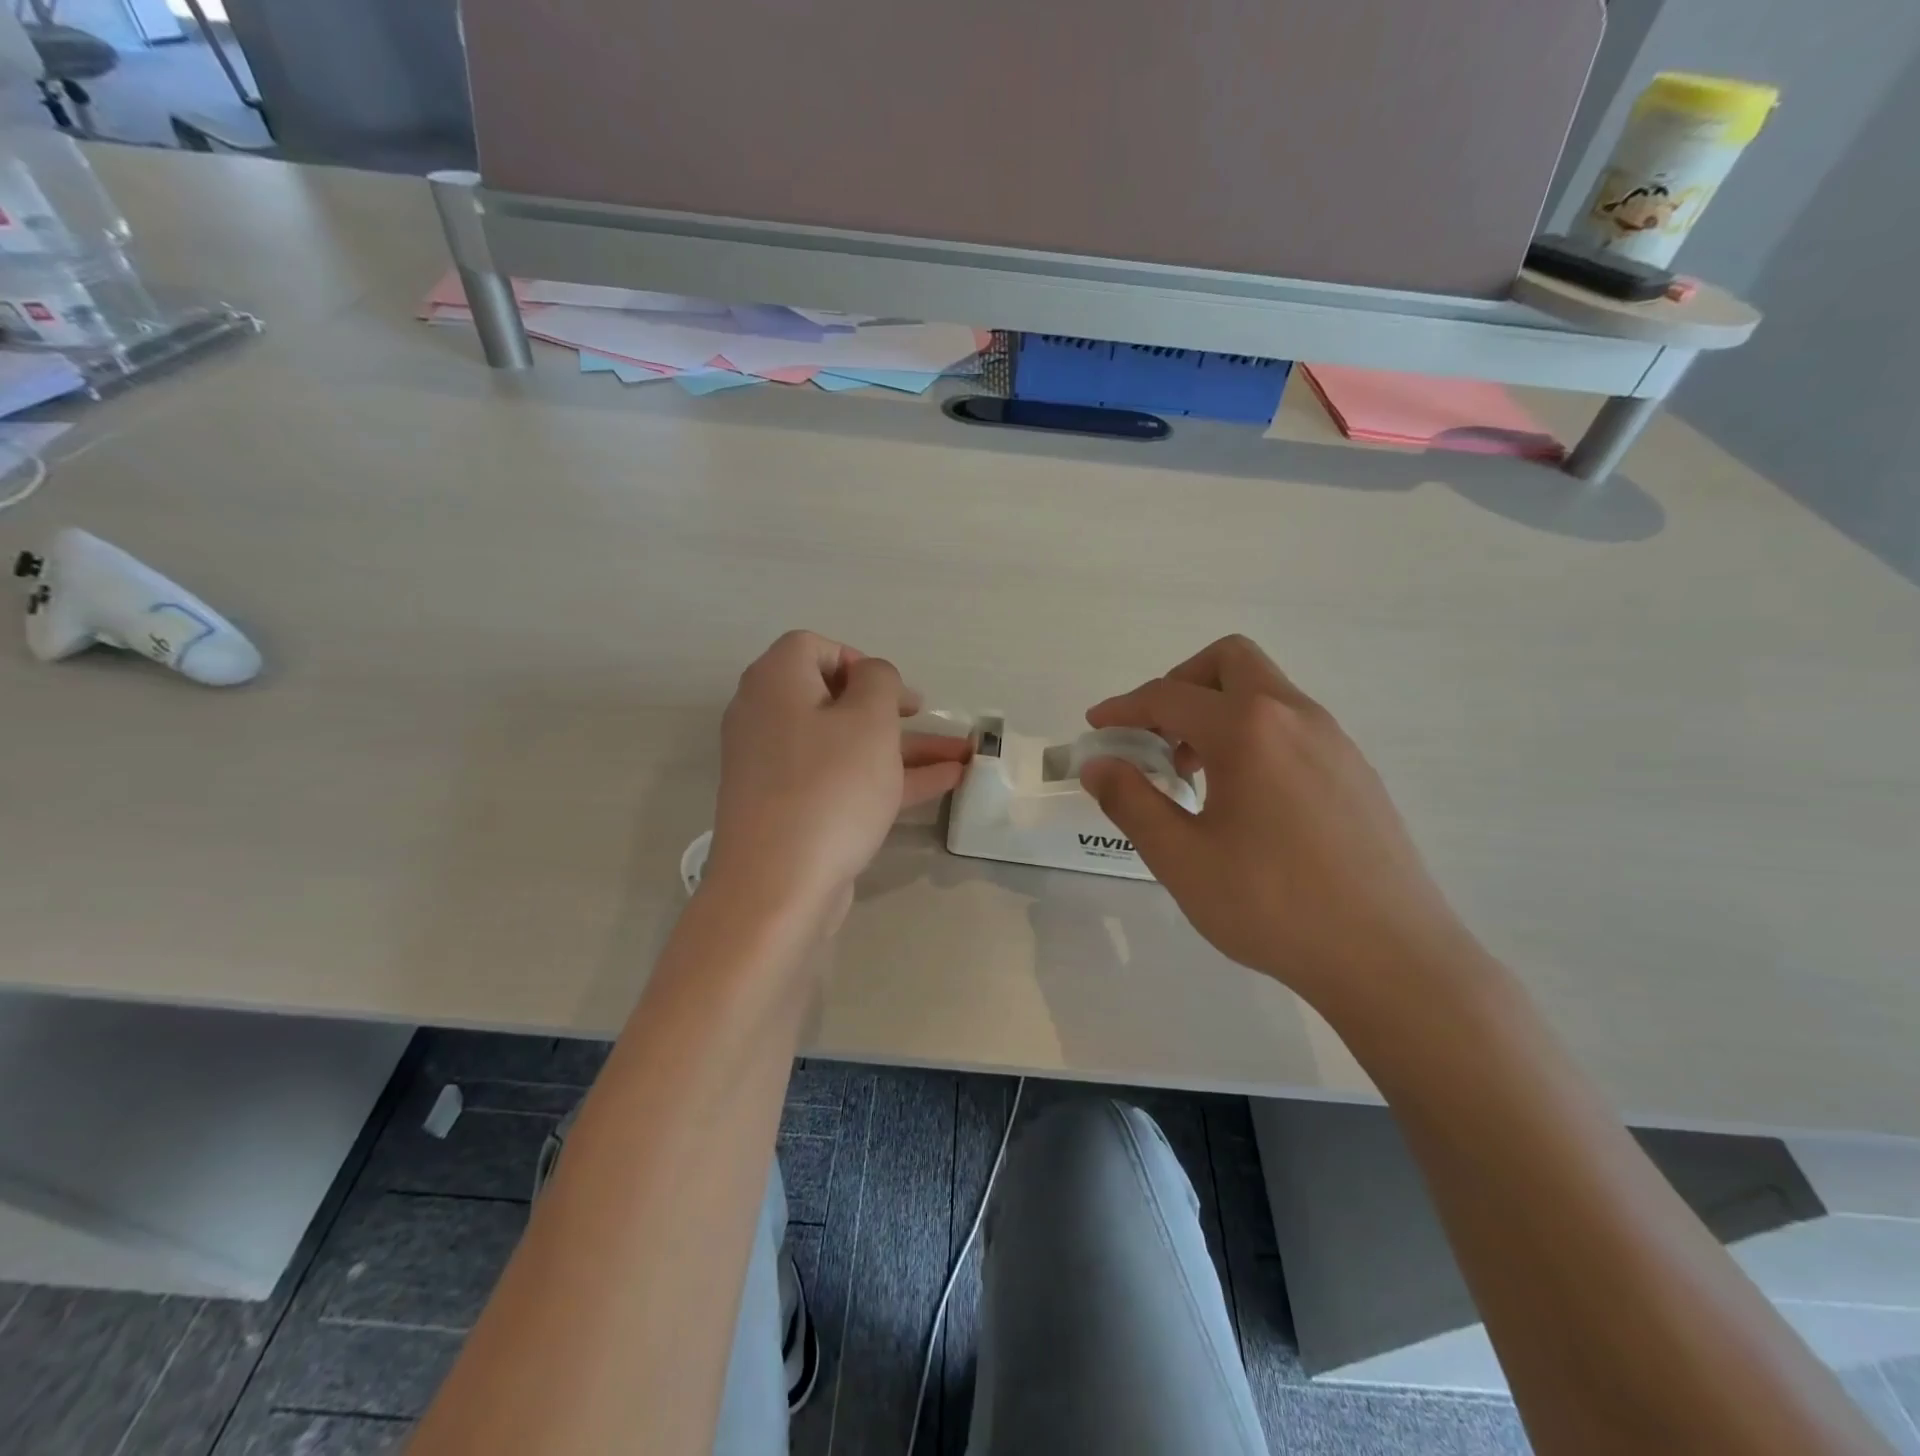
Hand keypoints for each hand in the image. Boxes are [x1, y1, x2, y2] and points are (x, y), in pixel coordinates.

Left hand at [706, 631, 968, 931]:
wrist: (778, 886)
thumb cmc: (829, 787)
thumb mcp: (869, 719)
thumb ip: (879, 681)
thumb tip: (870, 677)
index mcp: (775, 682)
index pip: (814, 647)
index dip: (859, 660)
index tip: (892, 691)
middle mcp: (768, 718)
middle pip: (834, 698)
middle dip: (891, 709)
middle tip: (925, 717)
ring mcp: (778, 768)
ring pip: (847, 744)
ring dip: (901, 747)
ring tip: (960, 755)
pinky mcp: (791, 809)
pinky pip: (842, 779)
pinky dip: (886, 777)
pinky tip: (942, 783)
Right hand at [1080, 636, 1477, 1006]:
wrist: (1390, 958)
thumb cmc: (1272, 905)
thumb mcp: (1181, 858)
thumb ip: (1130, 801)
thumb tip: (1099, 764)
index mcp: (1248, 729)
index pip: (1169, 695)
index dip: (1123, 708)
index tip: (1097, 728)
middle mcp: (1296, 716)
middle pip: (1229, 661)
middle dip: (1181, 685)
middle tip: (1157, 736)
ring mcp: (1335, 741)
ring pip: (1266, 692)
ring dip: (1218, 712)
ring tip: (1196, 775)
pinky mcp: (1356, 771)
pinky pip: (1293, 726)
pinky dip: (1254, 736)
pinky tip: (1246, 800)